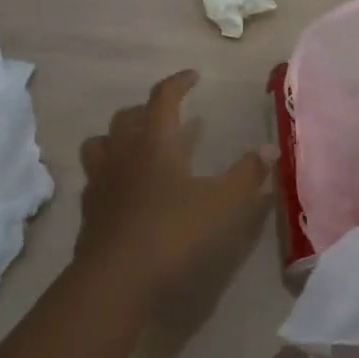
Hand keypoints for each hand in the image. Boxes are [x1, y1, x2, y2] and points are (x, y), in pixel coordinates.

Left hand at [73, 70, 272, 310]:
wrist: (116, 280)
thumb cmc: (173, 232)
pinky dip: (111, 172)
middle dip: (148, 109)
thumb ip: (247, 174)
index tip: (193, 76)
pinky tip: (125, 188)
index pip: (163, 97)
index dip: (179, 83)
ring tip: (137, 146)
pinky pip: (95, 177)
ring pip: (101, 143)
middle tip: (167, 116)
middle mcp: (122, 153)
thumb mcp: (223, 203)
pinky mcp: (89, 210)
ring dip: (119, 137)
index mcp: (154, 141)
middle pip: (127, 116)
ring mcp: (100, 181)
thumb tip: (269, 148)